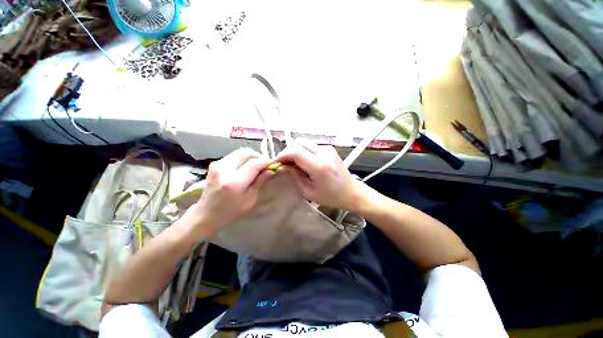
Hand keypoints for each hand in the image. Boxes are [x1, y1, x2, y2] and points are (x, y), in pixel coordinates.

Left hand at [186, 148, 272, 236]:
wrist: (206, 214)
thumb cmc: (231, 212)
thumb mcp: (250, 200)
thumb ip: (260, 182)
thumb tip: (271, 170)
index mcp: (234, 182)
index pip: (254, 163)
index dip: (266, 162)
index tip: (274, 164)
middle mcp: (224, 169)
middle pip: (247, 152)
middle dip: (259, 157)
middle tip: (265, 165)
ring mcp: (217, 165)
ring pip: (240, 152)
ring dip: (251, 157)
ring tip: (256, 167)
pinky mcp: (215, 164)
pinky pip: (234, 156)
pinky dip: (243, 159)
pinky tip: (246, 168)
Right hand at [275, 140, 364, 210]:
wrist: (352, 192)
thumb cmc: (331, 197)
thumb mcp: (308, 192)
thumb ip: (294, 176)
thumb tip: (284, 166)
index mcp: (319, 166)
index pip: (295, 151)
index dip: (283, 155)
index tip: (277, 163)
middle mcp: (324, 153)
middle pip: (299, 143)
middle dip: (288, 151)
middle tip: (285, 163)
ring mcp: (328, 149)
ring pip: (304, 143)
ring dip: (296, 151)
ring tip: (294, 163)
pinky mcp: (330, 148)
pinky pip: (311, 146)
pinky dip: (304, 151)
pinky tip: (304, 162)